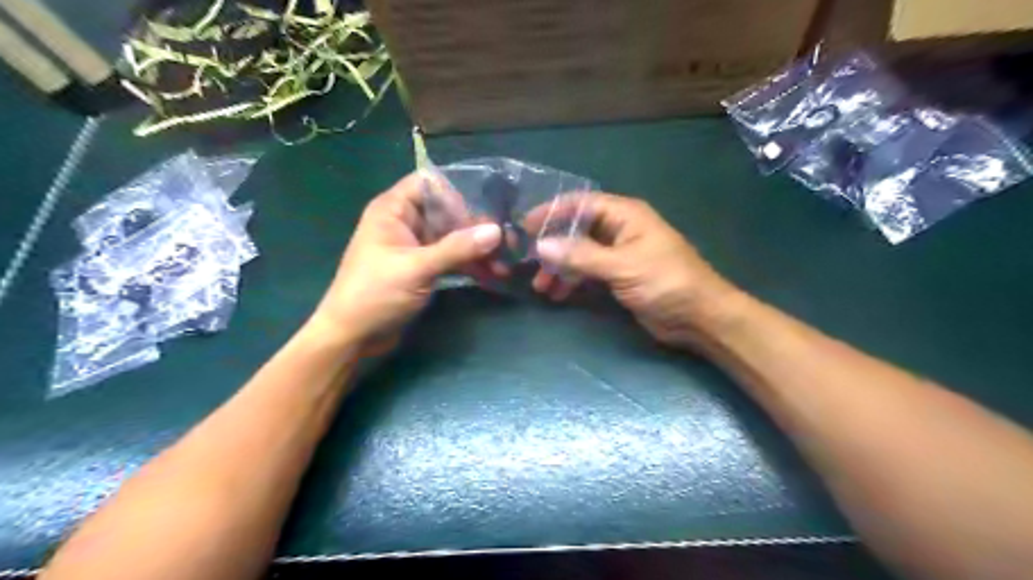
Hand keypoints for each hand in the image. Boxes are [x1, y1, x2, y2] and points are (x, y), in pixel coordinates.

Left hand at [311, 172, 505, 351]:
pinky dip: (469, 264)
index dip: (457, 193)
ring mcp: (415, 247)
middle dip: (475, 226)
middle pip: (446, 212)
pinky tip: (492, 274)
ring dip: (476, 248)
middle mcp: (405, 223)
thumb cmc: (375, 294)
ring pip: (452, 237)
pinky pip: (451, 258)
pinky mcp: (423, 268)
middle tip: (506, 240)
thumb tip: (497, 231)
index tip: (486, 209)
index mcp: (393, 210)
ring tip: (504, 262)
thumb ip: (457, 248)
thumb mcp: (417, 268)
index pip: (429, 184)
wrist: (353, 337)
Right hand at [533, 195, 742, 348]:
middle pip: (577, 230)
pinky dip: (573, 280)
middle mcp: (620, 229)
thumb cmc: (665, 282)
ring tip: (541, 286)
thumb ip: (581, 255)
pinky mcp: (619, 276)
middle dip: (553, 246)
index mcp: (625, 215)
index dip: (552, 212)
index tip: (525, 227)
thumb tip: (541, 245)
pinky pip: (588, 272)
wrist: (699, 317)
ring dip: (560, 267)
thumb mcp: (622, 266)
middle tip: (529, 263)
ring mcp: (619, 254)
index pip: (581, 204)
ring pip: (580, 253)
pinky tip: (558, 294)